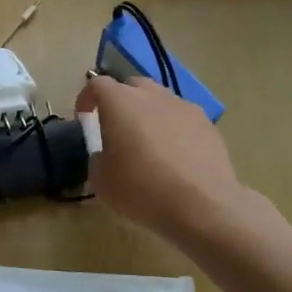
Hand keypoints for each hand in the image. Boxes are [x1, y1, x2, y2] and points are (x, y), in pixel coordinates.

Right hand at [76, 75, 248, 241]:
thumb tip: (106, 154)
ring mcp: (183, 107)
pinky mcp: (207, 124)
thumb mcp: (101, 180)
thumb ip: (97, 158)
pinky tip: (175, 156)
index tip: (84, 118)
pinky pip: (182, 118)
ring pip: (159, 100)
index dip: (86, 98)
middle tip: (117, 128)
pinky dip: (173, 129)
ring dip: (148, 114)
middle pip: (131, 86)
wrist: (203, 206)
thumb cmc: (142, 190)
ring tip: (148, 143)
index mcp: (120, 102)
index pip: (96, 85)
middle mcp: (151, 95)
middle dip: (120, 102)